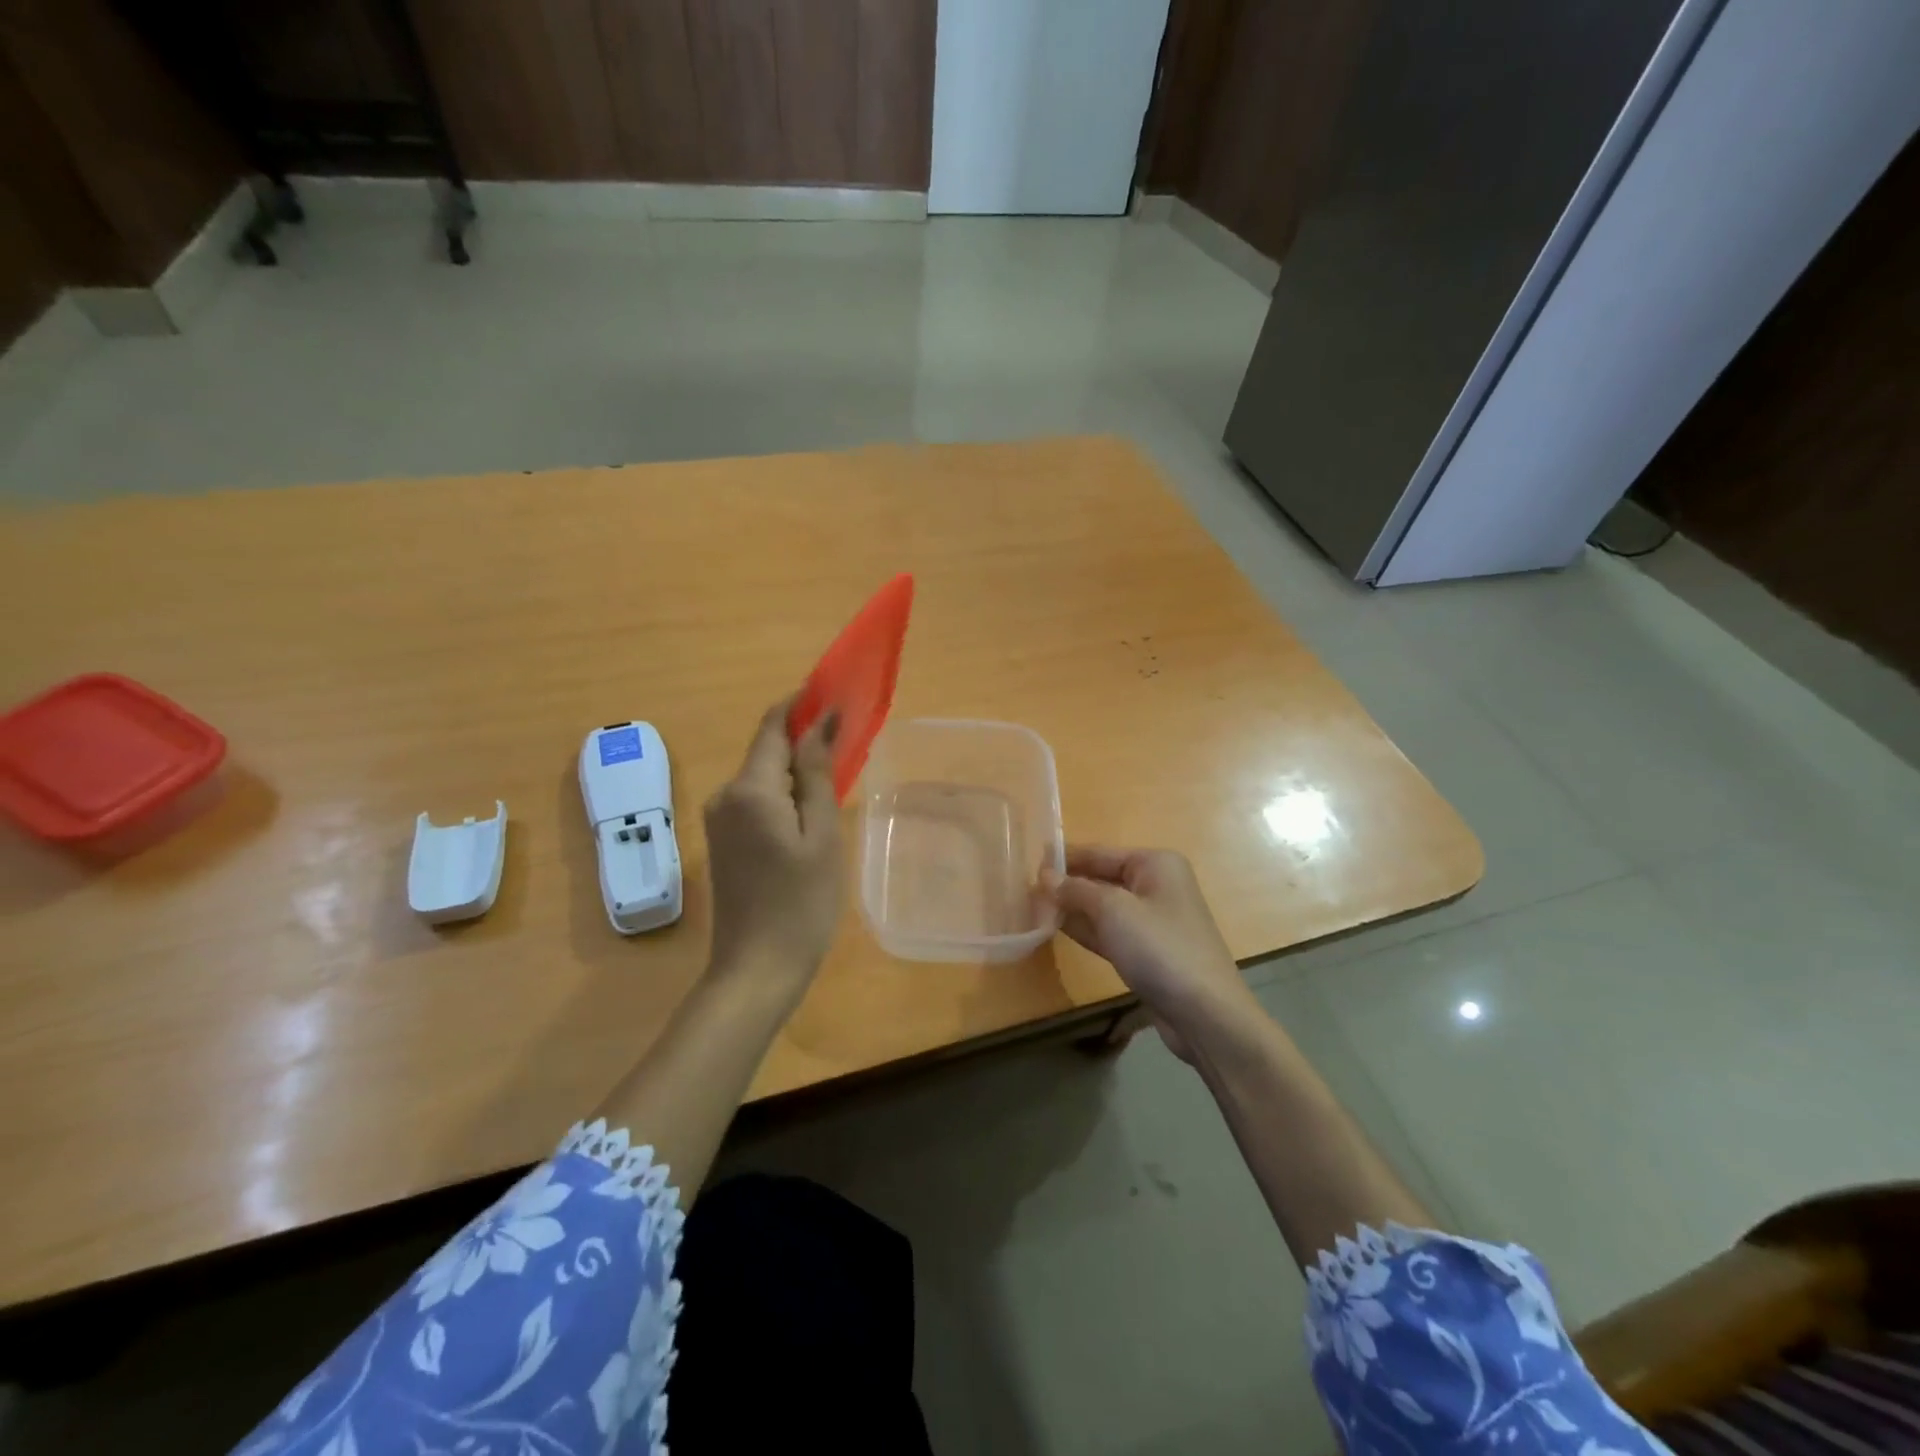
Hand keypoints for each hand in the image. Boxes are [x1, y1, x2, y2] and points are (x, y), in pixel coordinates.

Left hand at [703, 697, 843, 991]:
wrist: (756, 971)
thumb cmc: (801, 903)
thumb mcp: (821, 835)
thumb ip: (818, 774)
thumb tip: (821, 721)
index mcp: (749, 789)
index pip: (773, 726)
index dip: (801, 703)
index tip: (835, 692)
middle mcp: (725, 795)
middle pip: (767, 750)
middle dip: (804, 738)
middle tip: (850, 741)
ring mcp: (720, 820)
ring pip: (763, 777)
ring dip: (797, 770)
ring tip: (839, 778)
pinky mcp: (724, 841)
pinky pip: (757, 801)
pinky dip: (785, 796)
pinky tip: (812, 813)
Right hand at [1045, 845, 1251, 1060]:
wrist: (1205, 1013)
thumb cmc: (1159, 948)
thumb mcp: (1112, 910)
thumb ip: (1075, 890)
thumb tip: (1045, 876)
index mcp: (1155, 864)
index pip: (1099, 853)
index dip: (1064, 858)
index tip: (1028, 862)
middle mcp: (1156, 885)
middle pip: (1101, 878)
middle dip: (1066, 885)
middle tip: (1024, 891)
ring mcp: (1153, 921)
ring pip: (1103, 907)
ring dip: (1072, 909)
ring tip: (1032, 909)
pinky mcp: (1148, 951)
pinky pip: (1110, 931)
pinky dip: (1086, 930)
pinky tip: (1056, 930)